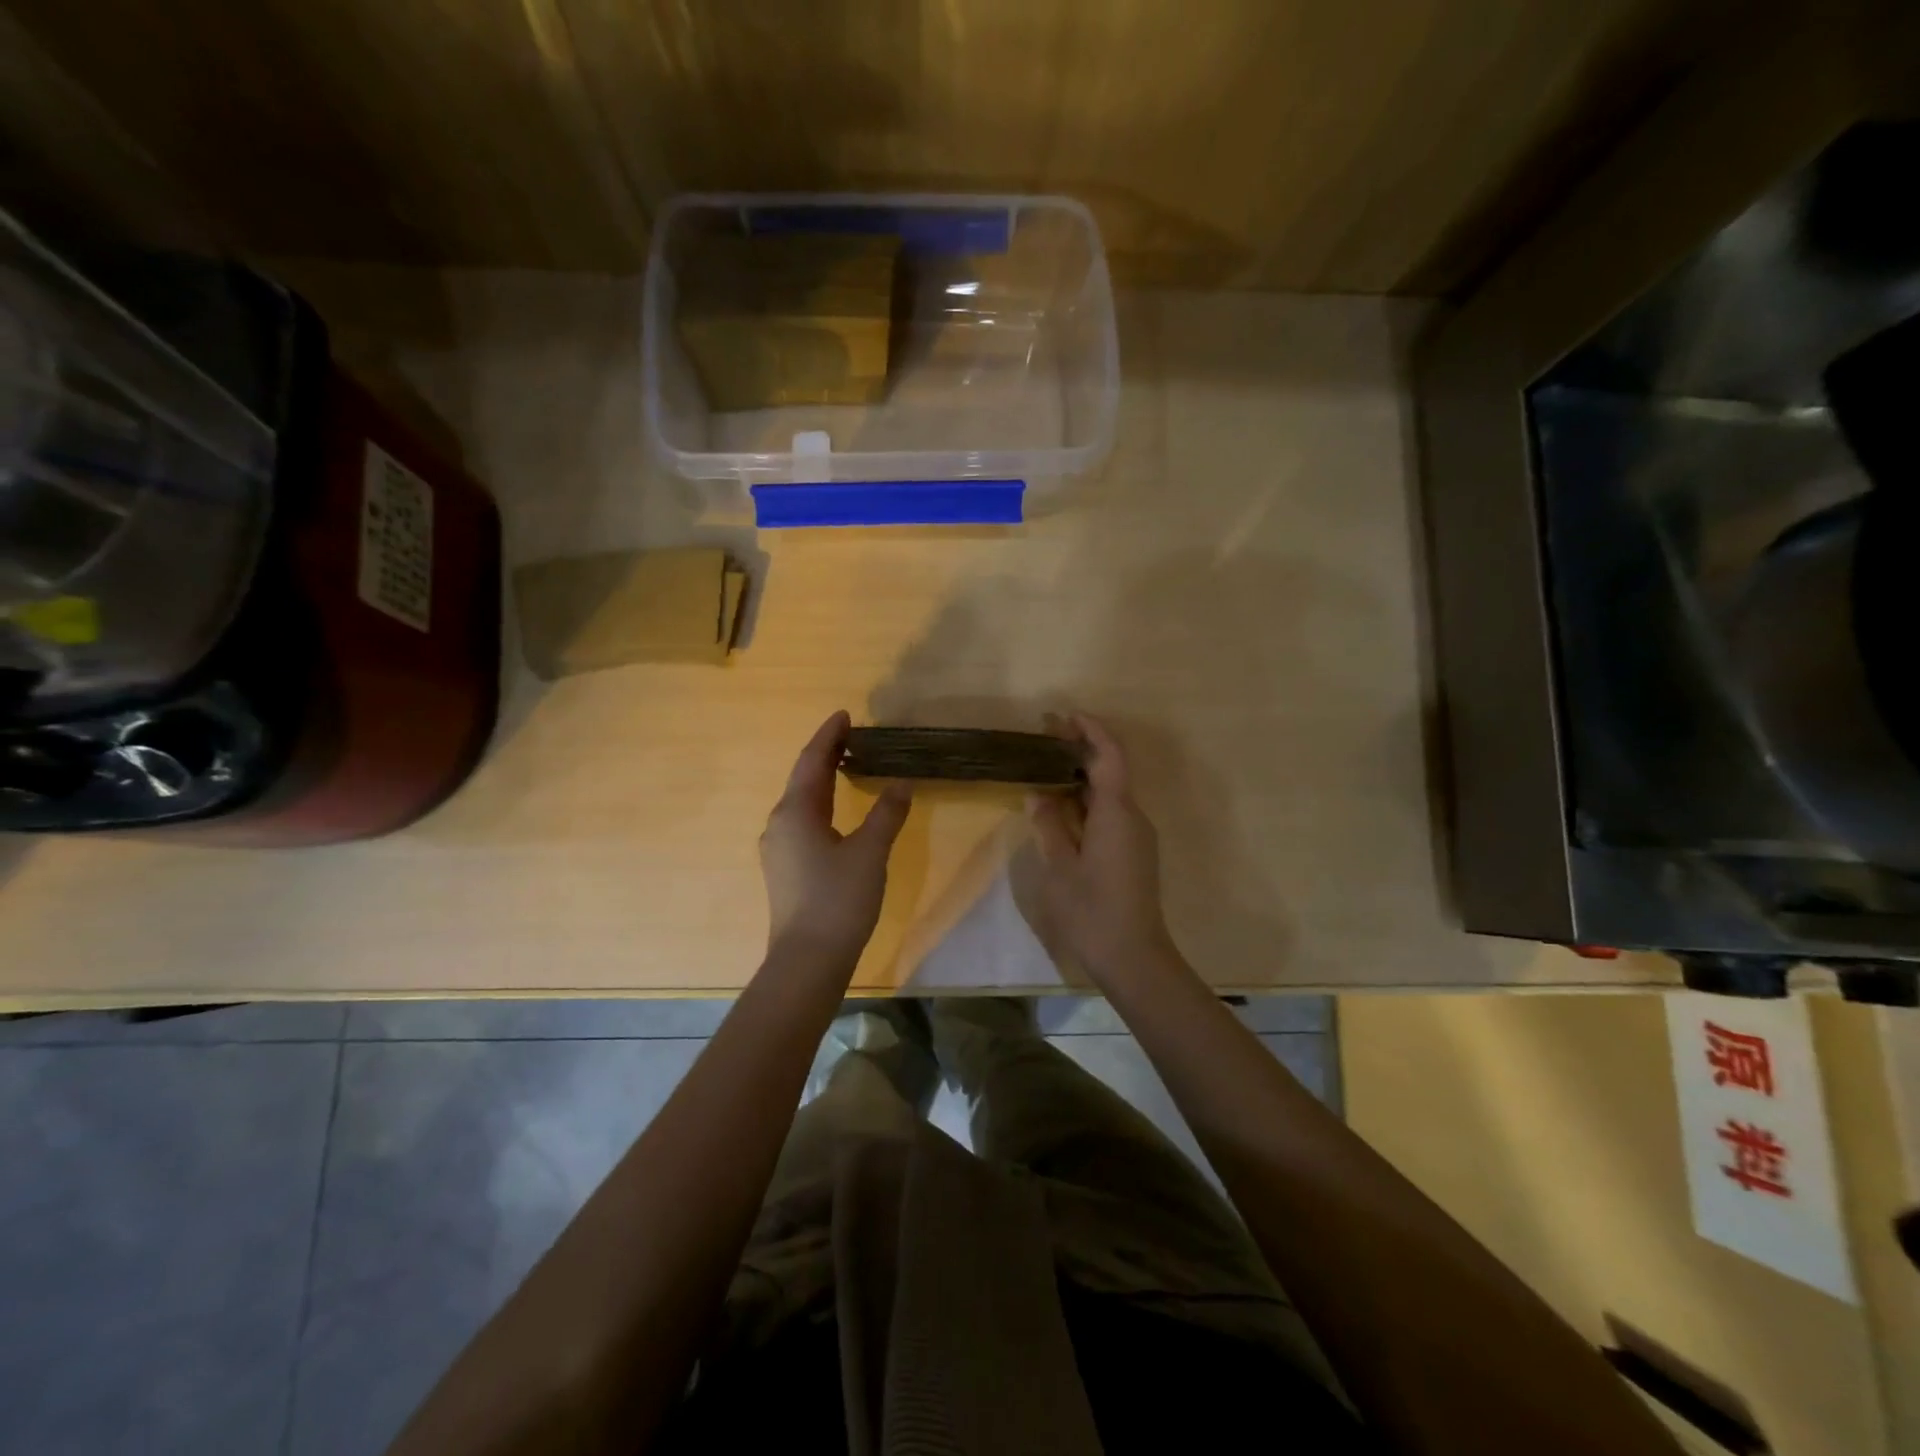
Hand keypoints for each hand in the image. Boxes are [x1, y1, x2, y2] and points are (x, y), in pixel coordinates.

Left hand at [759, 711, 911, 967]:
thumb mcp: (870, 852)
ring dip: (822, 781)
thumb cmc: (838, 900)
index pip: (812, 761)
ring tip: (846, 768)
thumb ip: (887, 813)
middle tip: (850, 737)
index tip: (845, 715)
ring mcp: (778, 849)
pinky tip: (836, 816)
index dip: (829, 736)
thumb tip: (902, 783)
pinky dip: (820, 806)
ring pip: (801, 803)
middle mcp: (780, 824)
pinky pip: (802, 823)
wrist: (807, 960)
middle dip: (825, 755)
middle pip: (803, 779)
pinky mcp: (784, 870)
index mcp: (796, 812)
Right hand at [1026, 715, 1184, 985]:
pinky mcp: (1134, 851)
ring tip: (1045, 767)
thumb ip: (1049, 824)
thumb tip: (1038, 793)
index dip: (1090, 730)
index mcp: (1116, 813)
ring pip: (1110, 792)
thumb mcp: (1060, 867)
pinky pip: (1111, 812)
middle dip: (1081, 749)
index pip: (1109, 756)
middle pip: (1111, 769)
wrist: (1134, 957)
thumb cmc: (1092, 911)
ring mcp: (1136, 835)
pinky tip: (1061, 806)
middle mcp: (1133, 816)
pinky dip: (1087, 800)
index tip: (1064, 716)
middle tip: (1045, 737)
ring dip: (1082, 775)